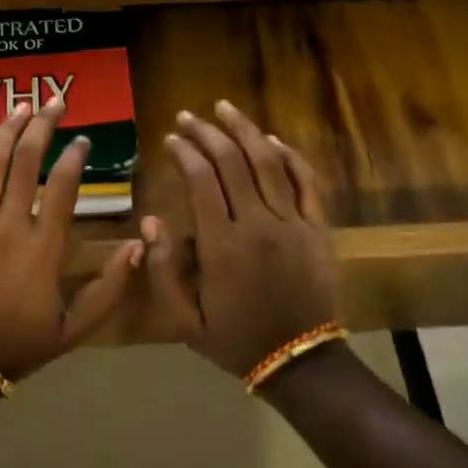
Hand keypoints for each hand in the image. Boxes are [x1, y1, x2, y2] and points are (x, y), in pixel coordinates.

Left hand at [0, 100, 144, 382]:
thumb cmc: (19, 344)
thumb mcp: (75, 327)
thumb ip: (110, 287)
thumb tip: (138, 244)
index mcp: (44, 247)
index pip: (62, 187)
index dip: (74, 157)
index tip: (83, 139)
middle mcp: (9, 225)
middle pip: (26, 162)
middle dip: (42, 126)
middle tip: (54, 101)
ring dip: (7, 131)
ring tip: (21, 106)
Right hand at [144, 100, 338, 377]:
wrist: (299, 359)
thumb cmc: (235, 338)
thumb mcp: (184, 319)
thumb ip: (163, 271)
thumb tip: (150, 222)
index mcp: (222, 245)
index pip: (201, 181)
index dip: (185, 153)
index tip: (171, 138)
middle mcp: (257, 223)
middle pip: (232, 162)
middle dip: (207, 132)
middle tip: (188, 116)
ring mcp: (293, 222)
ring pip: (268, 162)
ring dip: (245, 130)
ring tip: (225, 108)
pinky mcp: (318, 227)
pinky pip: (305, 181)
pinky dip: (289, 156)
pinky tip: (271, 139)